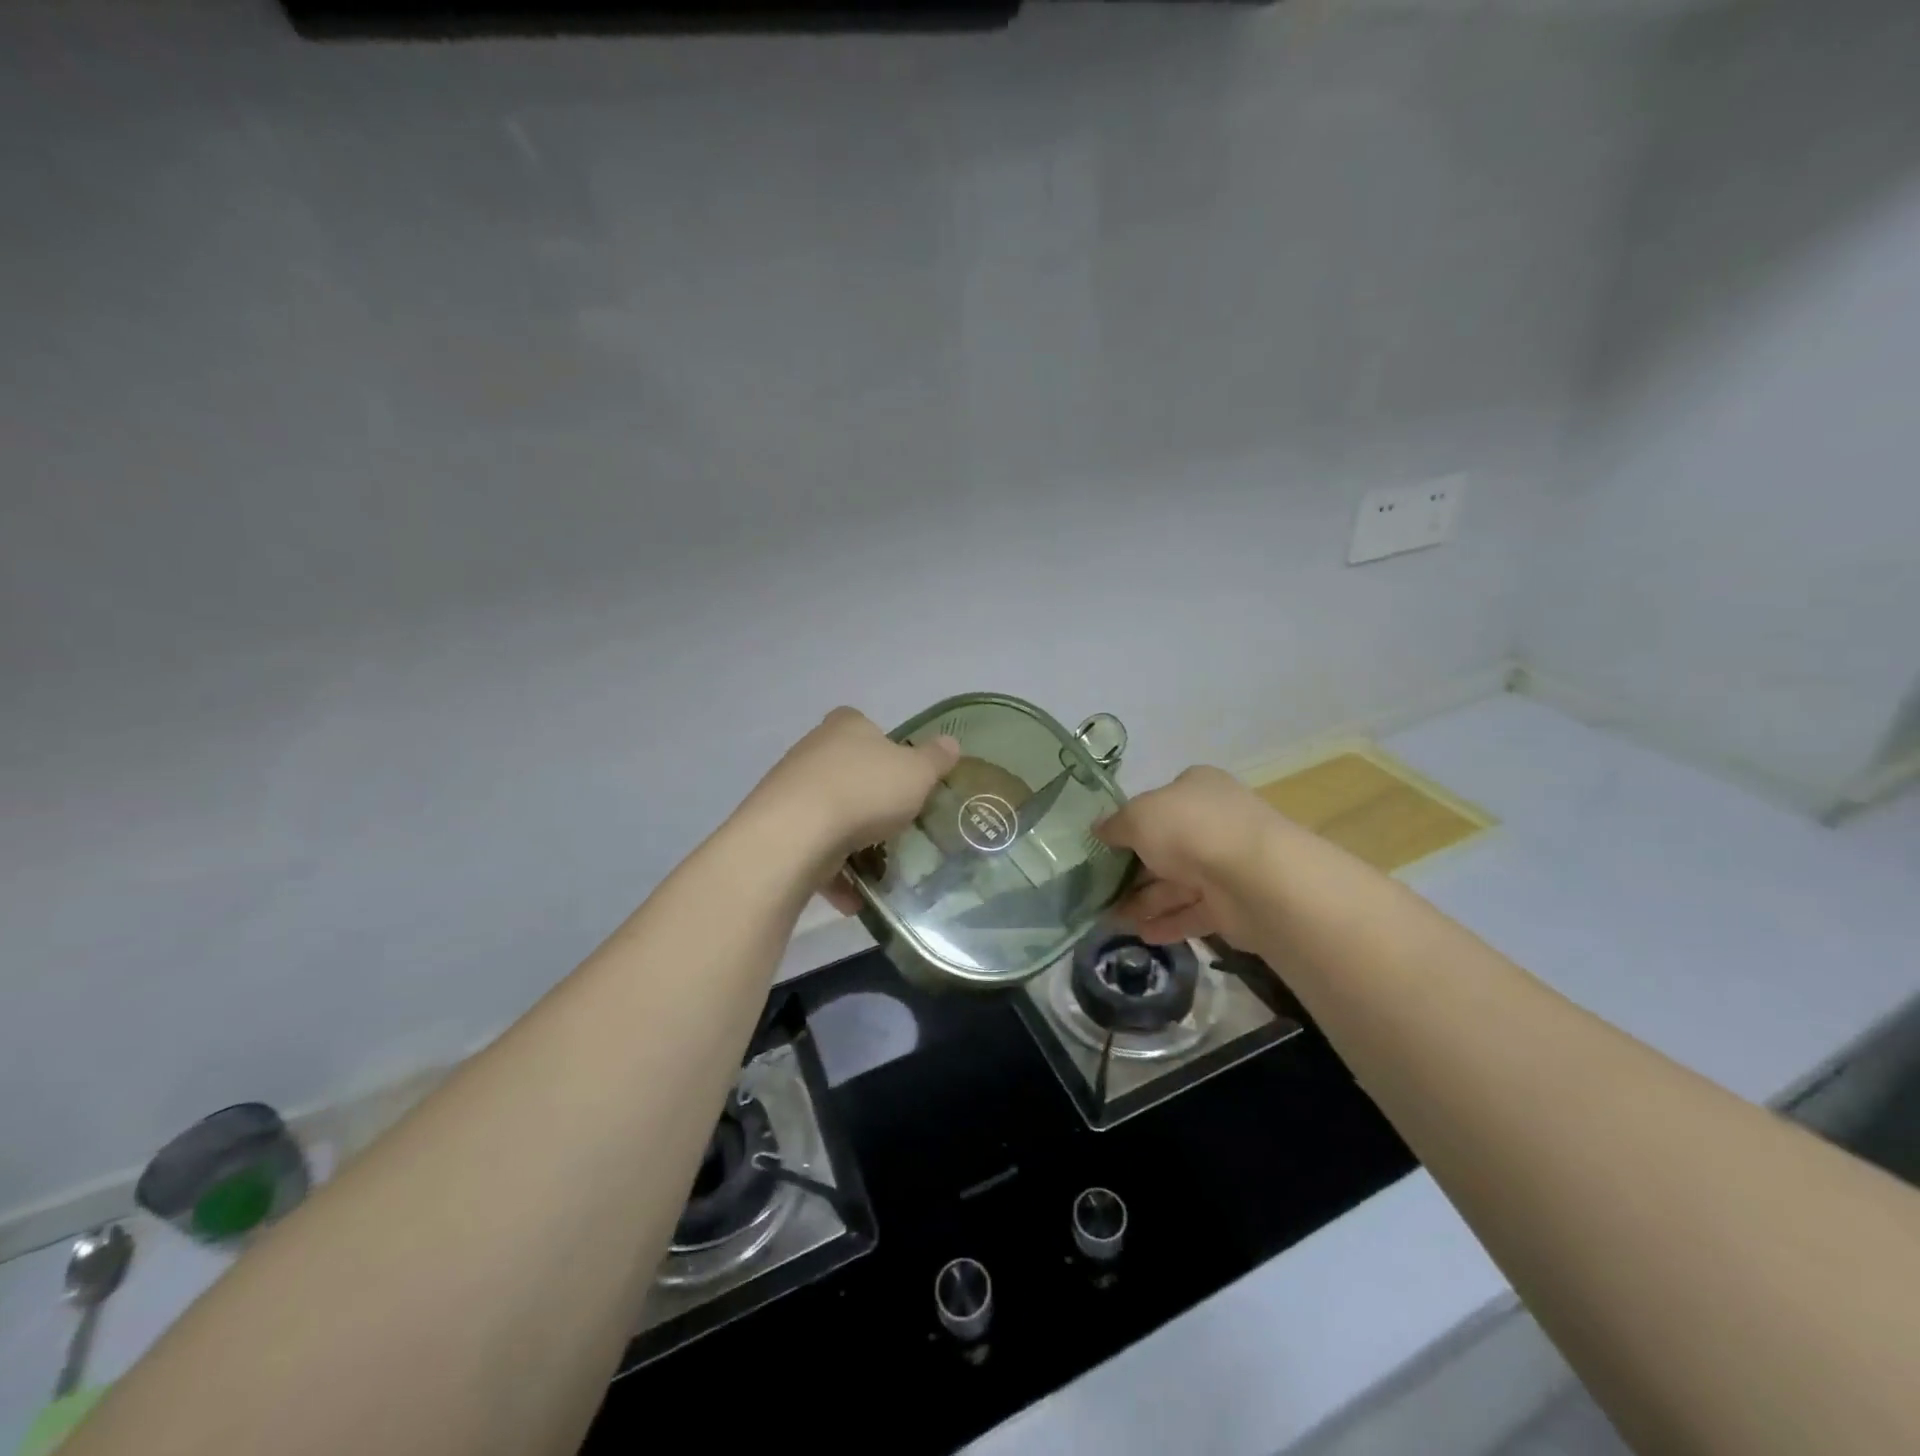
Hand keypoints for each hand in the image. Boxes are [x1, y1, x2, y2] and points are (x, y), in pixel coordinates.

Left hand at [745, 708, 959, 883]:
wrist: (795, 835)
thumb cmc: (864, 791)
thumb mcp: (917, 773)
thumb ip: (935, 759)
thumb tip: (950, 742)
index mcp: (846, 727)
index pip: (865, 726)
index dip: (886, 748)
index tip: (903, 775)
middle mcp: (813, 751)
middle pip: (847, 771)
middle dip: (870, 797)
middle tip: (898, 822)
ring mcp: (790, 790)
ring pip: (829, 813)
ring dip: (852, 841)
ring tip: (880, 868)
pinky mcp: (777, 829)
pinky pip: (813, 851)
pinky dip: (833, 873)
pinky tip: (855, 898)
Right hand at [1095, 766, 1284, 948]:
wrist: (1254, 878)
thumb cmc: (1191, 830)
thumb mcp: (1138, 817)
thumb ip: (1115, 825)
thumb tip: (1098, 829)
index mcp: (1197, 789)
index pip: (1159, 802)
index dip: (1131, 822)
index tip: (1105, 845)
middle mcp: (1214, 822)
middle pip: (1166, 846)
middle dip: (1133, 869)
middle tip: (1100, 889)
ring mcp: (1226, 864)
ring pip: (1178, 883)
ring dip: (1145, 901)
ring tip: (1112, 919)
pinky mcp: (1234, 903)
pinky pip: (1193, 912)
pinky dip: (1168, 922)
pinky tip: (1142, 935)